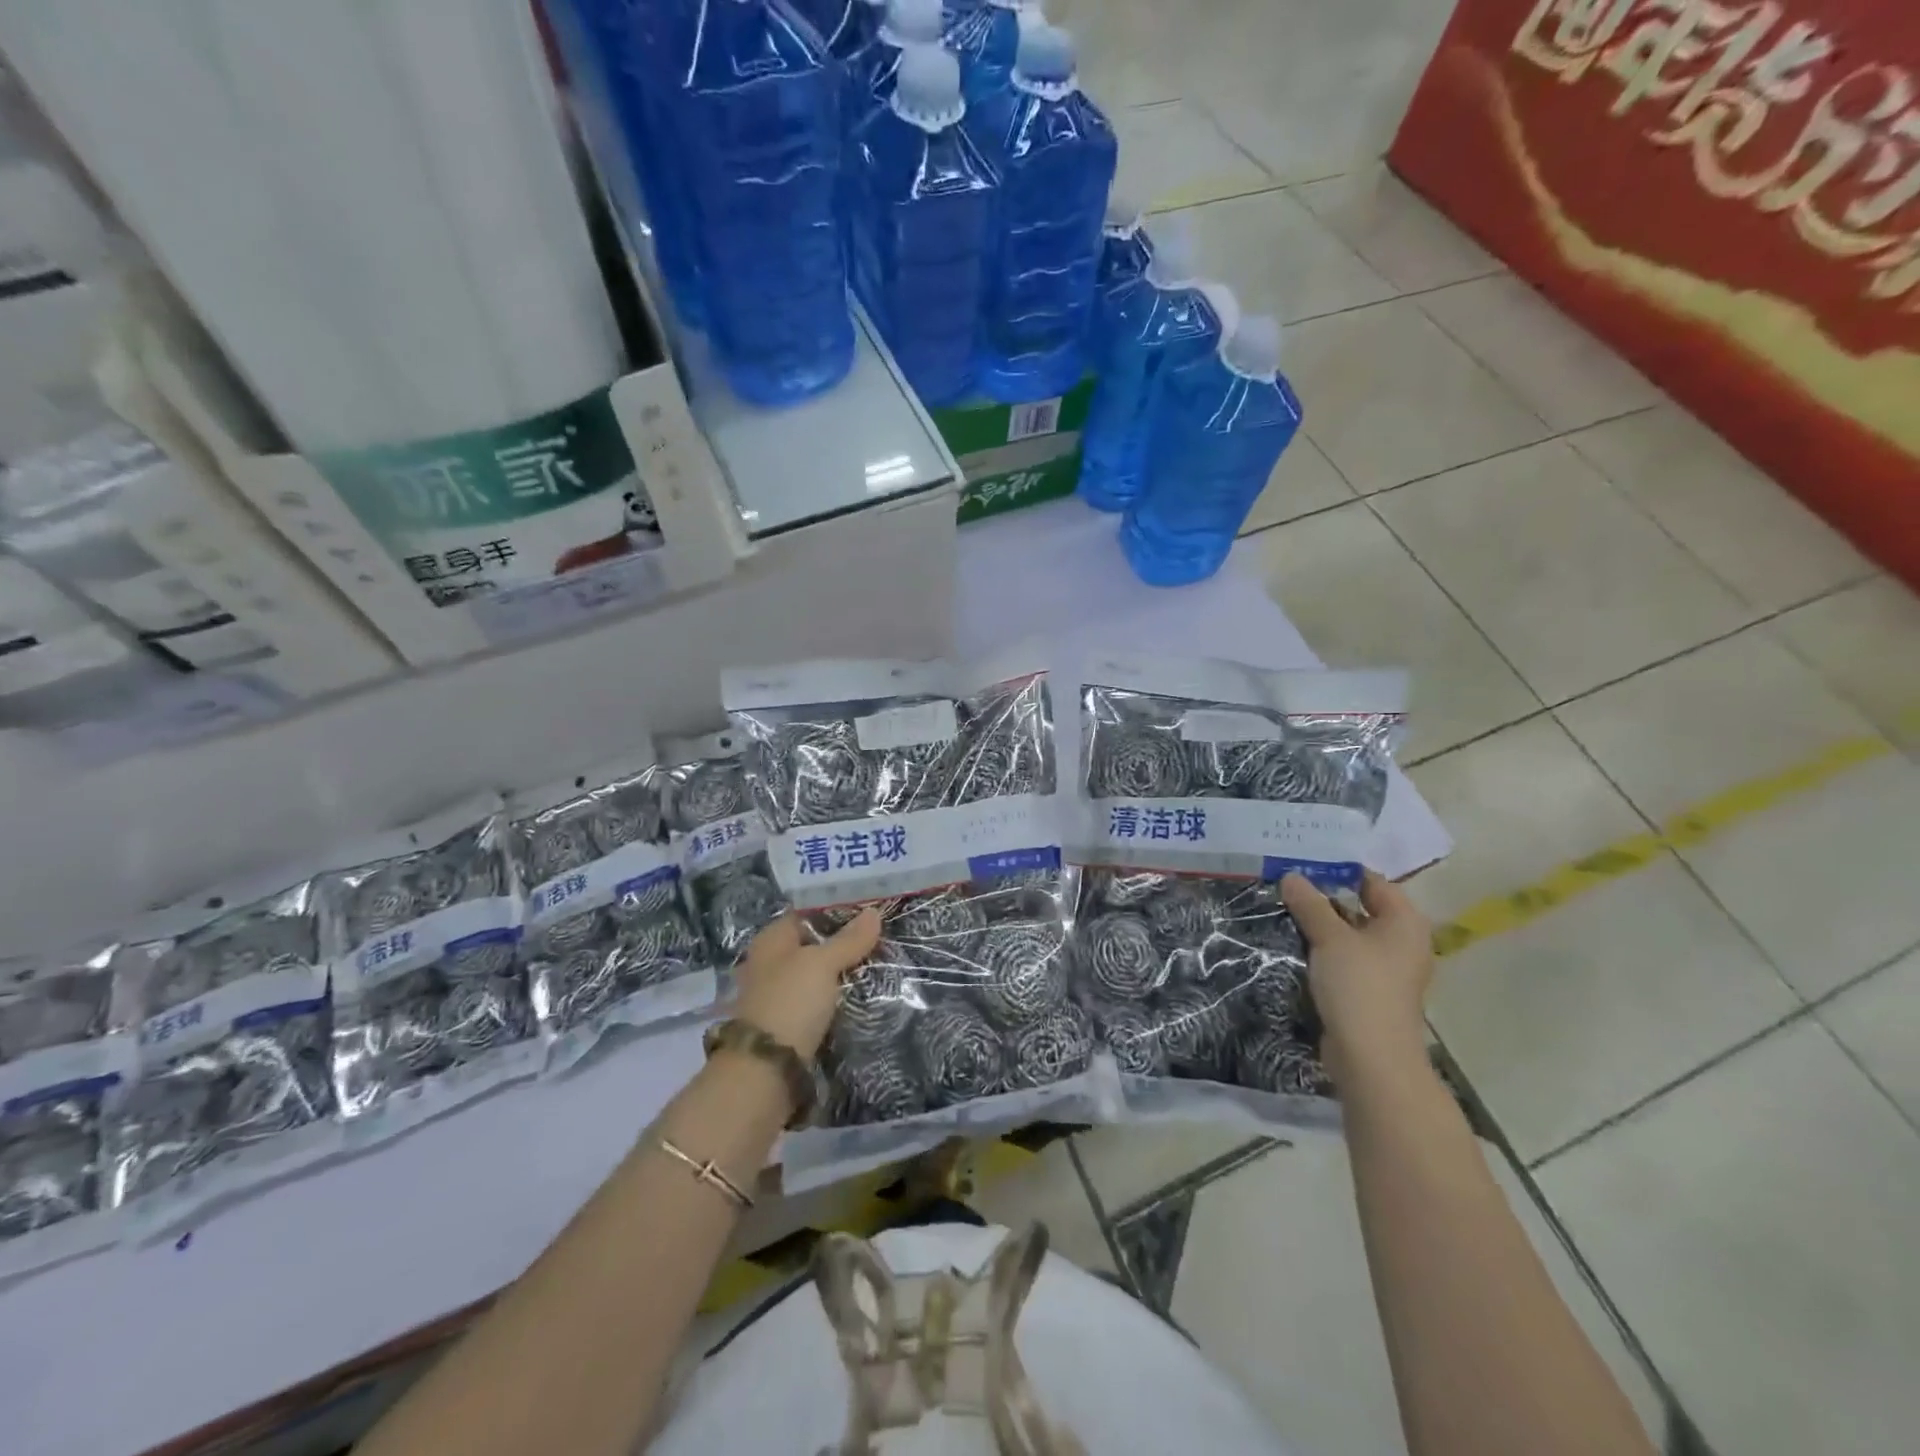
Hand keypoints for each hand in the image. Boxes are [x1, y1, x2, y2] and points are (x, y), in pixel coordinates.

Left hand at [732, 909, 882, 1062]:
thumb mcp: (822, 964)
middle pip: (811, 946)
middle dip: (842, 945)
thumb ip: (848, 940)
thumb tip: (874, 912)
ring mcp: (775, 995)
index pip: (806, 915)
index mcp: (770, 940)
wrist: (765, 1070)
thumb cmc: (790, 1002)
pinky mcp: (785, 1024)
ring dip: (839, 974)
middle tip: (880, 941)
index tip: (870, 914)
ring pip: (814, 976)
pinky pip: (815, 1002)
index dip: (836, 912)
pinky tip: (858, 998)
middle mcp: (769, 964)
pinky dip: (833, 1000)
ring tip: (877, 968)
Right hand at [1279, 870, 1432, 1082]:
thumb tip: (1291, 875)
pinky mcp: (1369, 990)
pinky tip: (1295, 942)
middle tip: (1286, 881)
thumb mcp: (1330, 938)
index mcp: (1404, 922)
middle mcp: (1401, 941)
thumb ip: (1310, 904)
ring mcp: (1387, 968)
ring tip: (1283, 907)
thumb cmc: (1359, 987)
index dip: (1338, 870)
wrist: (1371, 1057)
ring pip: (1350, 934)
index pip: (1371, 881)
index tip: (1301, 862)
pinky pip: (1345, 957)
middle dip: (1324, 896)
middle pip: (1360, 906)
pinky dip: (1324, 948)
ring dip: (1321, 924)